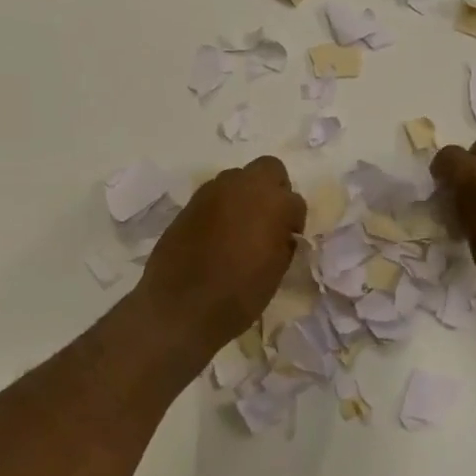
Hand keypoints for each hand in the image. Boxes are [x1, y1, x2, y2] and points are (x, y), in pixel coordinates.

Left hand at [136, 156, 304, 353]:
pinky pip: (214, 195)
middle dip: (273, 189)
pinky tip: (217, 234)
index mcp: (272, 202)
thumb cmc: (239, 293)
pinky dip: (221, 207)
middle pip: (268, 169)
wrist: (180, 306)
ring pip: (238, 179)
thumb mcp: (276, 270)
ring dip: (245, 195)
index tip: (288, 238)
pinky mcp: (189, 203)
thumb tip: (281, 232)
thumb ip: (283, 241)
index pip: (295, 201)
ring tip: (240, 227)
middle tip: (269, 220)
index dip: (294, 221)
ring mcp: (212, 191)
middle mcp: (243, 185)